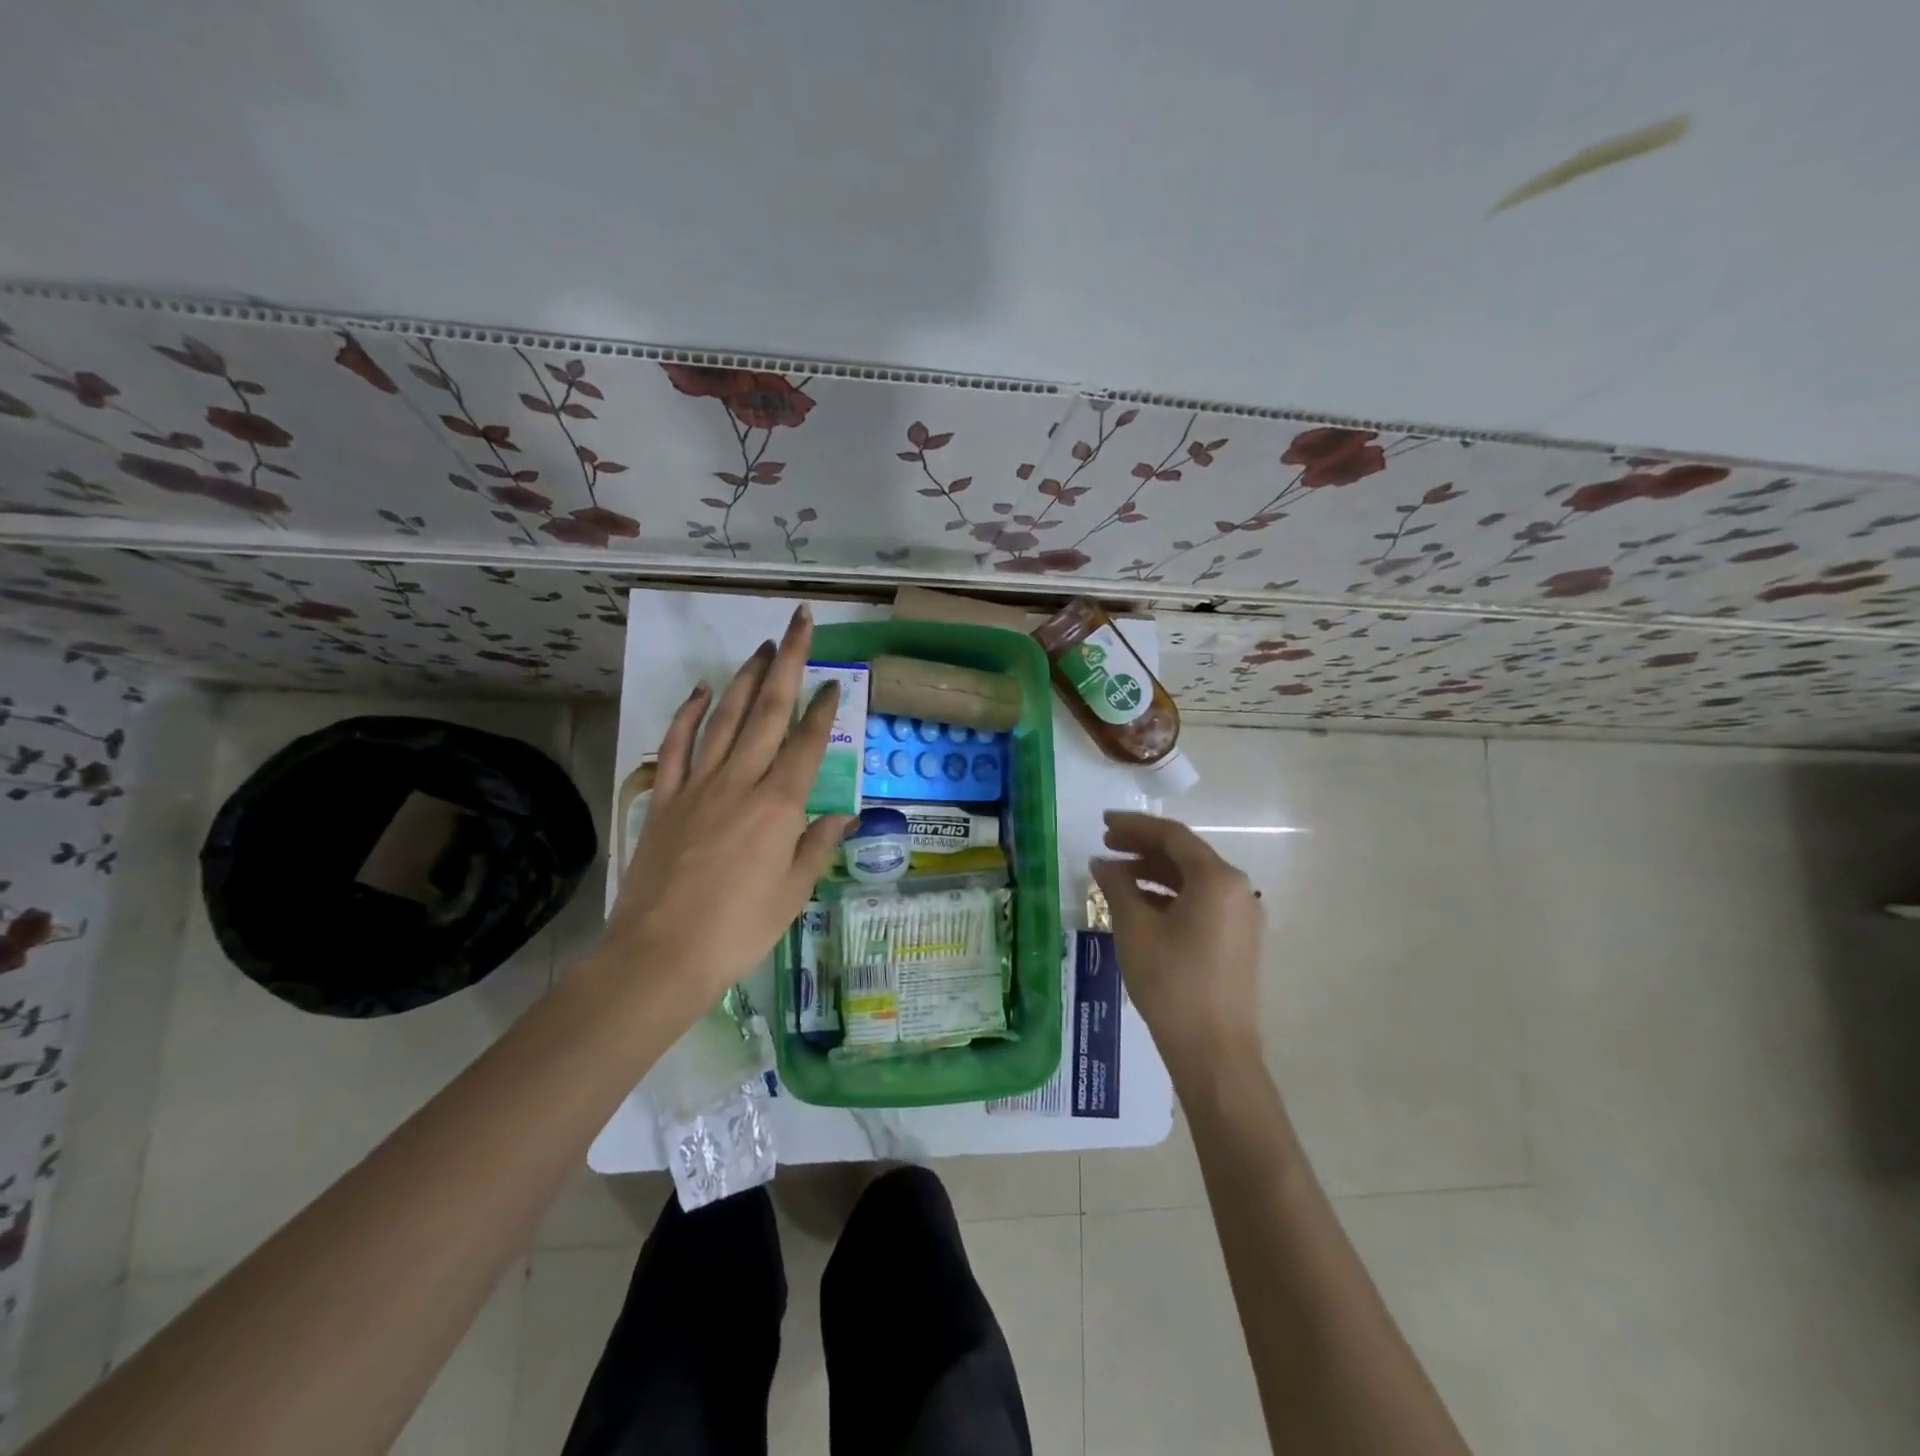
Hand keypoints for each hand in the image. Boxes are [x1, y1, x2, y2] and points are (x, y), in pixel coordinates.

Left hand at [594, 604, 852, 1029]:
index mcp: (779, 806)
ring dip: (744, 677)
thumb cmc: (739, 930)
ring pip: (725, 718)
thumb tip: (842, 816)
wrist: (661, 955)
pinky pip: (676, 745)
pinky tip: (702, 690)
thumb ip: (816, 847)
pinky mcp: (664, 798)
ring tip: (761, 647)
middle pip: (767, 711)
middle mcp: (741, 782)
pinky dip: (688, 714)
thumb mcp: (792, 894)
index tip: (835, 683)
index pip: (807, 743)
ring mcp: (698, 785)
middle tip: (799, 624)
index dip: (823, 709)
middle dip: (788, 663)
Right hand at [1090, 812, 1264, 1076]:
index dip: (1134, 825)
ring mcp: (1242, 915)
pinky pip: (1201, 902)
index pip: (1172, 835)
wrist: (1215, 1052)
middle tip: (1104, 845)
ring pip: (1192, 879)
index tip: (1102, 823)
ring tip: (1115, 876)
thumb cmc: (1171, 982)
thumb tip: (1101, 863)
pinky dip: (1169, 896)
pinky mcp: (1238, 939)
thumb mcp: (1135, 928)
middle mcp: (1237, 889)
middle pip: (1185, 854)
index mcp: (1217, 878)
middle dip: (1142, 847)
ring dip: (1153, 872)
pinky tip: (1139, 904)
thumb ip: (1117, 886)